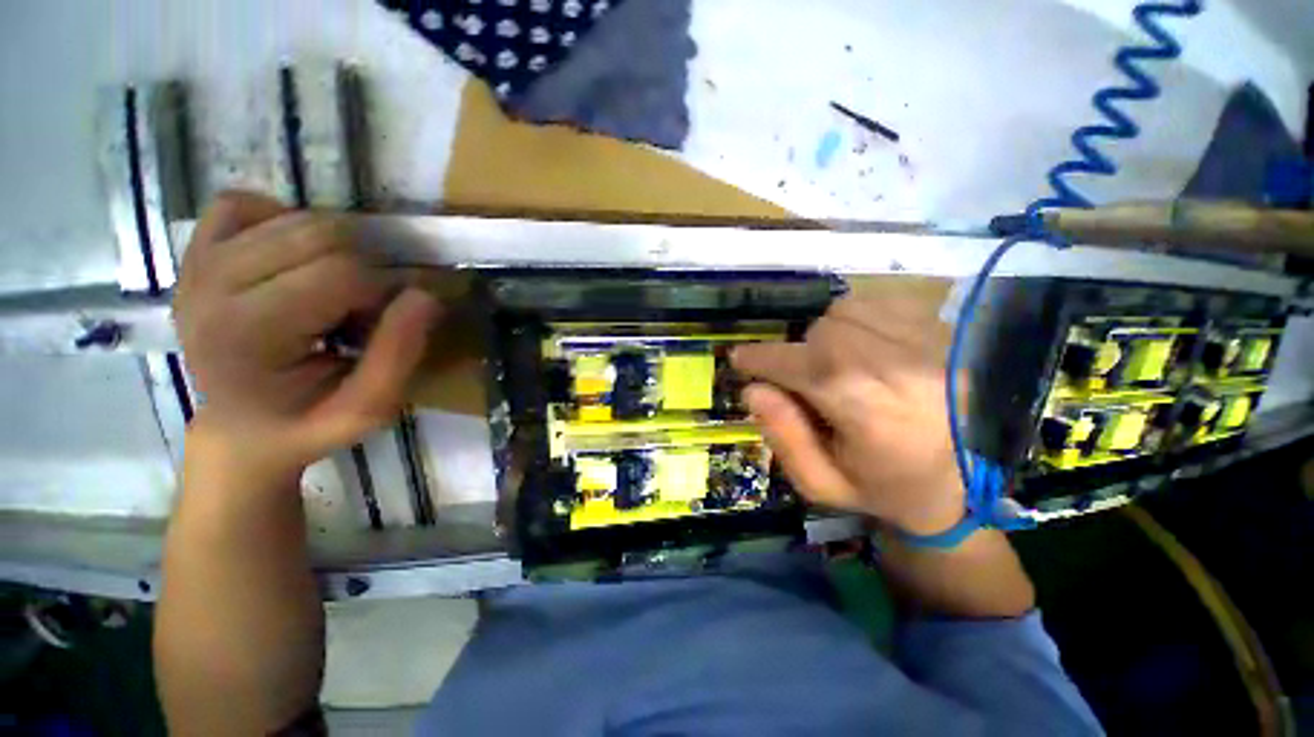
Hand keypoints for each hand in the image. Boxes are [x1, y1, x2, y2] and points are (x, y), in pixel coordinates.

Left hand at [174, 191, 439, 482]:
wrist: (242, 429)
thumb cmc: (308, 423)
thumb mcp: (367, 410)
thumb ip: (399, 356)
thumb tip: (425, 295)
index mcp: (246, 333)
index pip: (340, 273)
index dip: (383, 292)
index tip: (385, 324)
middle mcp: (210, 285)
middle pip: (319, 235)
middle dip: (365, 267)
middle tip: (365, 309)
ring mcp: (197, 263)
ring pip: (295, 217)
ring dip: (337, 249)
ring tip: (337, 290)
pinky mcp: (194, 251)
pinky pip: (244, 205)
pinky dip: (283, 220)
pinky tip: (297, 258)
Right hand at [732, 293, 964, 535]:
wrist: (966, 483)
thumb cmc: (885, 488)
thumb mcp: (822, 483)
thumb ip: (783, 437)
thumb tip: (753, 390)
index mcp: (871, 414)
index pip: (803, 368)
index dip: (763, 358)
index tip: (740, 358)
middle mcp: (901, 369)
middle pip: (822, 333)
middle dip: (798, 353)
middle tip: (802, 379)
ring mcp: (927, 344)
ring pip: (846, 312)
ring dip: (825, 333)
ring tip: (833, 361)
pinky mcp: (942, 331)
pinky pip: (877, 302)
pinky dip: (854, 318)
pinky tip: (861, 346)